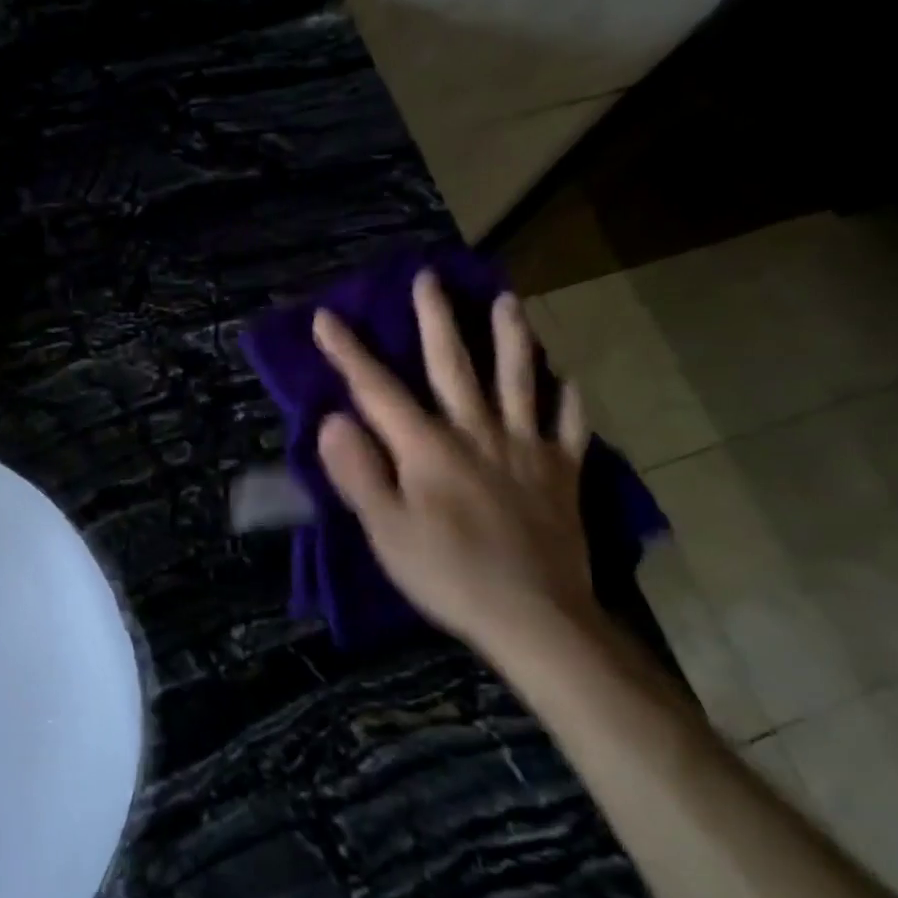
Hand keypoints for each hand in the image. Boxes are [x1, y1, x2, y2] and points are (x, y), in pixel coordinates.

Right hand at [313, 279, 596, 653]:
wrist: (536, 618)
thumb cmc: (448, 575)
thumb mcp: (386, 531)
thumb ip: (359, 472)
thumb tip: (334, 420)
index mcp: (428, 448)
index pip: (379, 391)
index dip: (349, 353)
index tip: (328, 316)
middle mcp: (477, 433)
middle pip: (453, 366)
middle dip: (436, 320)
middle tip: (430, 278)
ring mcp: (526, 450)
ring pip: (519, 381)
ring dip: (511, 338)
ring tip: (508, 301)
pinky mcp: (561, 474)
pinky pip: (569, 428)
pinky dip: (568, 401)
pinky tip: (568, 381)